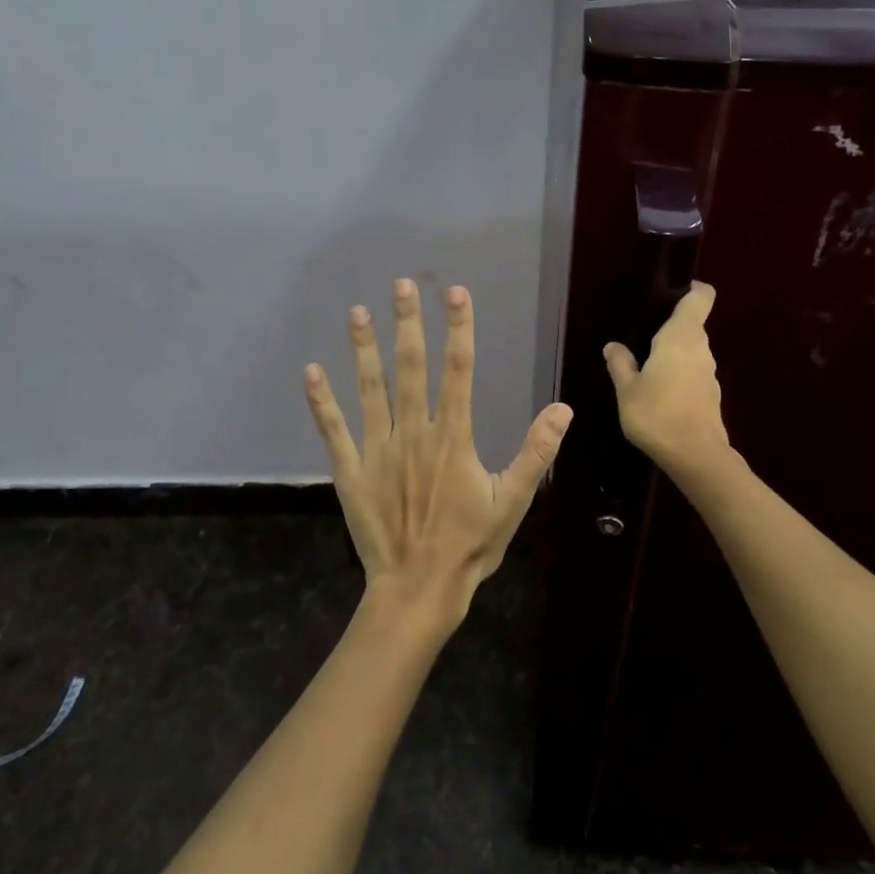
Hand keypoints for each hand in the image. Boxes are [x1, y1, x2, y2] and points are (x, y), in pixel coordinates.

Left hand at [304, 279, 573, 629]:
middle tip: (402, 285)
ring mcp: (378, 450)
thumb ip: (536, 452)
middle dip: (408, 323)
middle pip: (411, 368)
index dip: (458, 328)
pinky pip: (333, 430)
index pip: (458, 370)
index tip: (455, 293)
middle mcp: (413, 433)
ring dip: (364, 349)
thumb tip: (563, 408)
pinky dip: (321, 401)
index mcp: (453, 437)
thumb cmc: (470, 545)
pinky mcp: (351, 471)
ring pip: (370, 389)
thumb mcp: (513, 502)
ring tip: (358, 312)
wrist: (419, 588)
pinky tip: (311, 372)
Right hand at [603, 281, 730, 476]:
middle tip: (642, 335)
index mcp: (681, 337)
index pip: (700, 298)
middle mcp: (701, 349)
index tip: (674, 290)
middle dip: (671, 326)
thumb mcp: (627, 389)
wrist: (695, 456)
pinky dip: (678, 375)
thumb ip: (620, 364)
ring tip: (645, 365)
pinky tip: (658, 392)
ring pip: (692, 351)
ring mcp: (709, 373)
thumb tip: (613, 346)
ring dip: (673, 353)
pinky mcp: (711, 395)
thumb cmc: (657, 414)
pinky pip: (693, 373)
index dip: (693, 289)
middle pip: (692, 325)